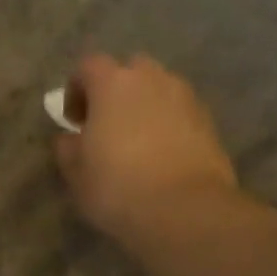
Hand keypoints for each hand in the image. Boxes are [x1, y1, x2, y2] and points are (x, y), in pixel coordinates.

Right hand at [55, 54, 239, 249]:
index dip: (76, 89)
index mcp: (112, 84)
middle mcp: (151, 79)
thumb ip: (68, 148)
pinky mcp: (208, 121)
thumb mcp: (77, 174)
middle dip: (115, 92)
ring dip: (144, 107)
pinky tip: (161, 156)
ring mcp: (185, 97)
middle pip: (129, 71)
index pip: (88, 67)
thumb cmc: (118, 187)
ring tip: (136, 141)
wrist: (184, 209)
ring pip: (159, 90)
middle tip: (106, 125)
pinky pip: (180, 112)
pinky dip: (168, 124)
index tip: (73, 120)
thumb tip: (70, 138)